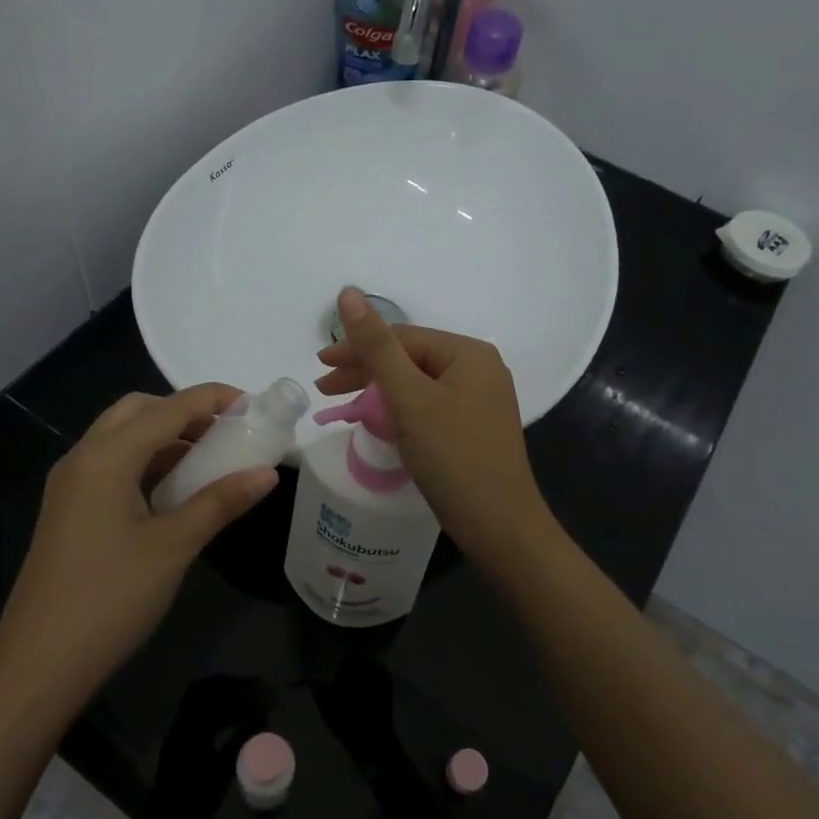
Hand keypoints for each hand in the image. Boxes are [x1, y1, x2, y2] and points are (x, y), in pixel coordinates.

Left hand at [0, 384, 277, 710]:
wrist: (39, 665)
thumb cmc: (109, 598)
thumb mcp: (173, 546)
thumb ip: (220, 502)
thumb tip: (267, 473)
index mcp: (105, 458)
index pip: (168, 409)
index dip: (212, 399)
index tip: (254, 404)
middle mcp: (82, 458)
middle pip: (137, 411)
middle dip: (184, 412)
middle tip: (227, 432)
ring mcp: (70, 485)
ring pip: (122, 438)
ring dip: (164, 437)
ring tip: (209, 459)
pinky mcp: (68, 510)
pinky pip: (111, 465)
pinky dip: (146, 462)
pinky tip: (174, 490)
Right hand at [316, 288, 552, 564]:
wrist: (500, 526)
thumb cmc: (453, 457)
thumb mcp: (409, 398)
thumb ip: (376, 346)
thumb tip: (348, 292)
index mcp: (468, 353)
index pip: (402, 338)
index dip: (357, 348)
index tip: (319, 366)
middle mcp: (479, 369)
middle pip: (410, 359)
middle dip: (365, 371)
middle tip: (325, 389)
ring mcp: (480, 400)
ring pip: (417, 384)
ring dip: (378, 391)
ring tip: (343, 406)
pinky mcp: (474, 427)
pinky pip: (429, 406)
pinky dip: (400, 410)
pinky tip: (380, 421)